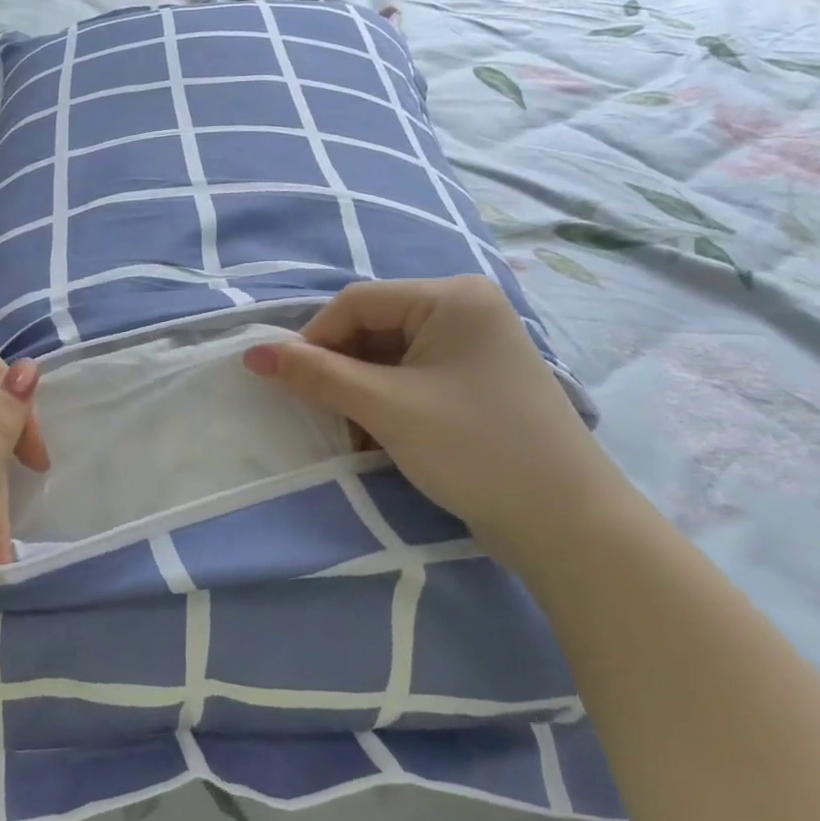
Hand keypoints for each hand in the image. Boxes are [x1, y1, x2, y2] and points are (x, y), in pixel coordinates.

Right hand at [242, 277, 629, 568]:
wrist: (567, 524)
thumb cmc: (475, 449)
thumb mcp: (386, 407)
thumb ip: (315, 375)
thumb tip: (252, 353)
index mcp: (452, 296)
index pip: (357, 302)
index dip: (314, 339)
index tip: (288, 383)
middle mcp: (466, 308)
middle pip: (373, 327)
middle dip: (342, 370)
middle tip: (325, 414)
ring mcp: (475, 345)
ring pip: (389, 354)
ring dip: (361, 391)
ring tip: (357, 434)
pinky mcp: (477, 380)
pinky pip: (413, 375)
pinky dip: (387, 402)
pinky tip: (382, 437)